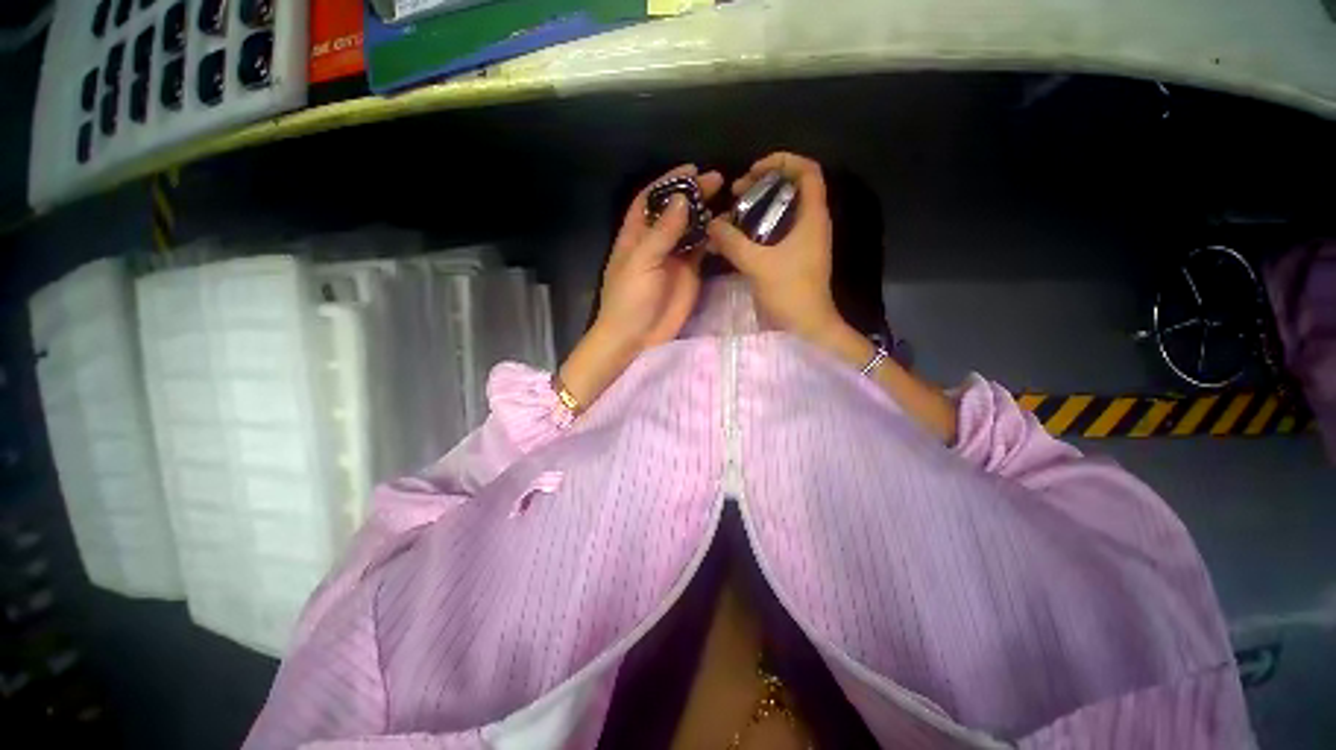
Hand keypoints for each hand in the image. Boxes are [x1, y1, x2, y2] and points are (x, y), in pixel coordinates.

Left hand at [595, 164, 724, 352]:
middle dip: (692, 194)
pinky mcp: (689, 273)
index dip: (668, 183)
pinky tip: (725, 227)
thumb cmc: (630, 298)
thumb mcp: (641, 262)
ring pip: (691, 228)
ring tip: (726, 198)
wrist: (636, 336)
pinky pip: (701, 250)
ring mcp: (674, 258)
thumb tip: (682, 200)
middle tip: (717, 180)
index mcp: (636, 235)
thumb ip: (662, 232)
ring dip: (705, 213)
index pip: (650, 199)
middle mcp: (656, 241)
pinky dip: (712, 238)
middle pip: (674, 211)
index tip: (691, 170)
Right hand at [706, 152, 841, 343]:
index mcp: (812, 216)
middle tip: (736, 193)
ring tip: (732, 214)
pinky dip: (757, 228)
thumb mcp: (758, 264)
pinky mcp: (794, 255)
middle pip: (791, 187)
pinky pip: (776, 230)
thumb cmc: (789, 291)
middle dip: (762, 184)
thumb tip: (711, 223)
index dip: (782, 161)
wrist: (807, 325)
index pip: (807, 170)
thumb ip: (732, 242)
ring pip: (781, 210)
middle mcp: (811, 222)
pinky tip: (736, 237)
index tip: (753, 171)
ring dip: (757, 207)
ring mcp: (803, 240)